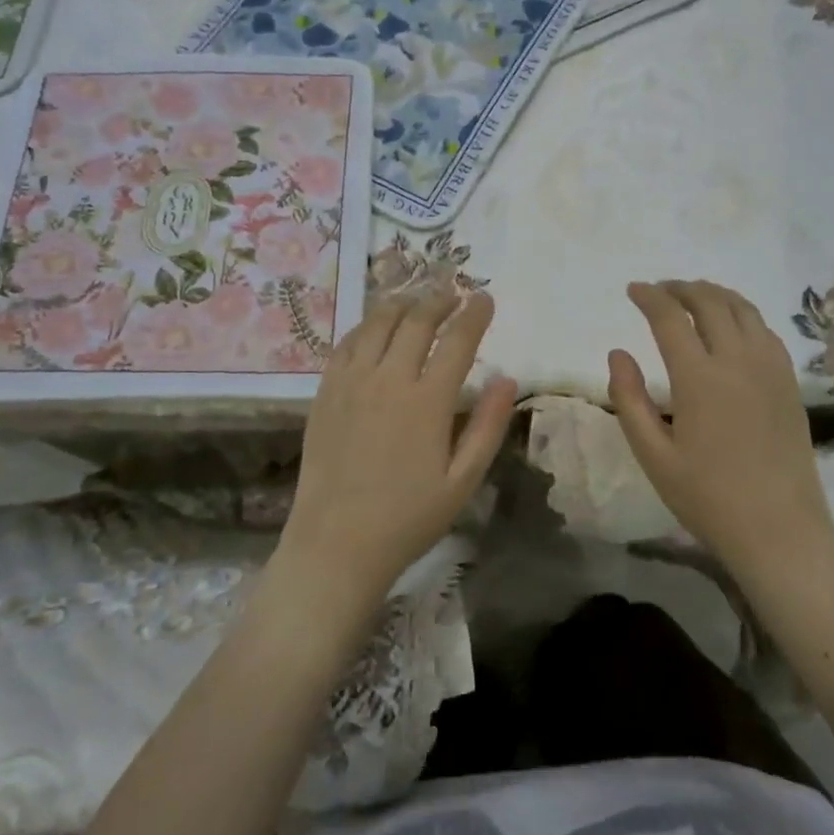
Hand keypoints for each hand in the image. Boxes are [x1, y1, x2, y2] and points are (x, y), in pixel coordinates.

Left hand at [280, 290, 515, 603]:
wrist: (336, 543)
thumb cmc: (408, 517)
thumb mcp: (463, 481)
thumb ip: (488, 426)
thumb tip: (508, 379)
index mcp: (428, 401)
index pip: (457, 341)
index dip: (474, 314)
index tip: (485, 298)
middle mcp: (388, 379)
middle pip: (416, 321)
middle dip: (439, 299)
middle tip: (453, 291)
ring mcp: (351, 382)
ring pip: (378, 323)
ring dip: (402, 303)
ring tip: (417, 297)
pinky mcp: (325, 392)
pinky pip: (347, 343)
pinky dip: (367, 325)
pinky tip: (375, 325)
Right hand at [608, 280, 833, 575]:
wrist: (780, 529)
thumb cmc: (707, 497)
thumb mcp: (653, 455)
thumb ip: (629, 399)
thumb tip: (617, 353)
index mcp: (699, 378)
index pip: (670, 317)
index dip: (649, 297)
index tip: (633, 290)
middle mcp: (738, 360)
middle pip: (710, 302)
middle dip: (680, 288)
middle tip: (659, 290)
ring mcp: (770, 368)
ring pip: (743, 308)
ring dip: (713, 294)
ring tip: (692, 297)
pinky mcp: (789, 381)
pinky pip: (764, 329)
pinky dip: (741, 313)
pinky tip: (731, 325)